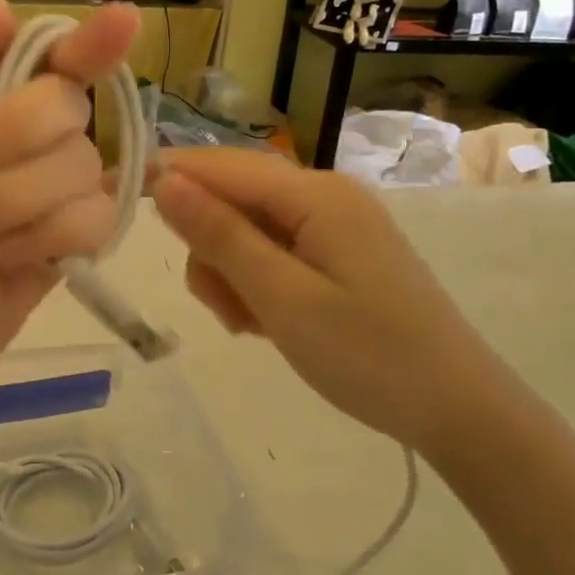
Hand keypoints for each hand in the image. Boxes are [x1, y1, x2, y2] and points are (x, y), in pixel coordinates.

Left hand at [0, 0, 140, 449]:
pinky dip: (42, 236)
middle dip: (9, 132)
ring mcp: (36, 210)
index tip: (122, 22)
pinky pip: (90, 227)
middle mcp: (12, 152)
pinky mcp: (53, 265)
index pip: (42, 62)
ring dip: (10, 197)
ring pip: (82, 169)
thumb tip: (4, 9)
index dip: (85, 42)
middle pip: (67, 108)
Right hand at [152, 148, 484, 453]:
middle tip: (223, 308)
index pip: (222, 166)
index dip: (168, 177)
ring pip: (250, 230)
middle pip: (235, 198)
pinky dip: (258, 283)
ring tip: (250, 324)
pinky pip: (276, 252)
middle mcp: (325, 195)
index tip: (117, 200)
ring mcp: (335, 225)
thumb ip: (220, 235)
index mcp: (316, 194)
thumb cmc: (367, 355)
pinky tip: (269, 321)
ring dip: (233, 272)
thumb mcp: (281, 298)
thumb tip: (165, 180)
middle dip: (211, 246)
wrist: (457, 409)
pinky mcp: (340, 254)